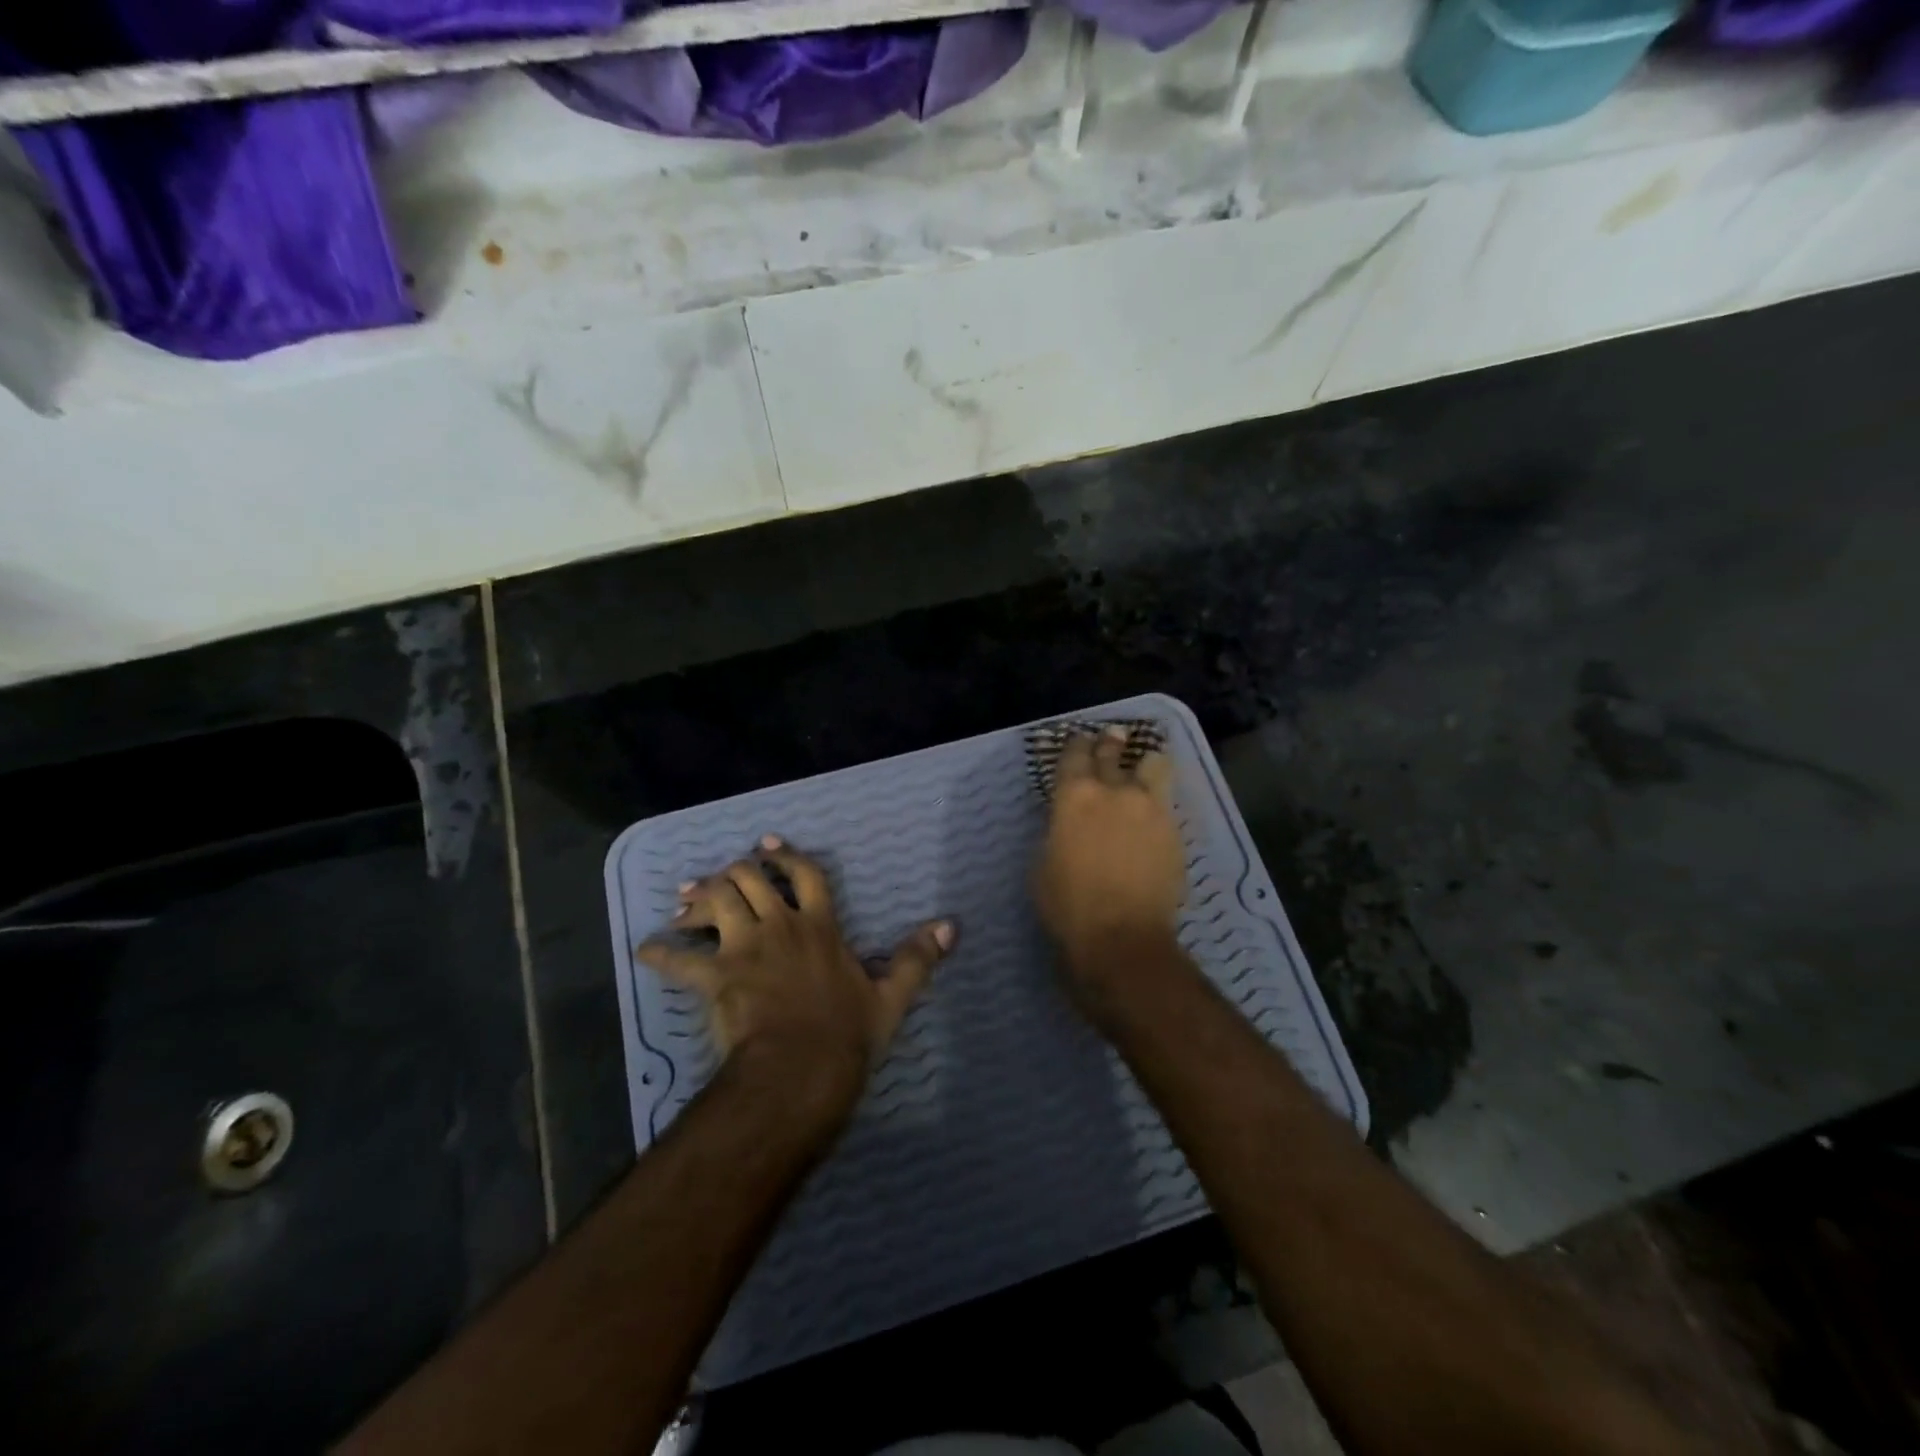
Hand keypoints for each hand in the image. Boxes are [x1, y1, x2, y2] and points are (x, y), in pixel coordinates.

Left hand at [638, 836, 954, 1118]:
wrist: (800, 1071)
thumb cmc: (846, 1034)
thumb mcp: (891, 997)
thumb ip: (917, 958)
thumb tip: (951, 926)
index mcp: (820, 926)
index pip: (806, 874)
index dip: (786, 855)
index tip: (768, 844)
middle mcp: (779, 926)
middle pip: (749, 878)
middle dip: (735, 871)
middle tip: (725, 876)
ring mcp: (743, 949)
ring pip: (716, 903)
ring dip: (699, 898)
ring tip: (686, 901)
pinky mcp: (714, 978)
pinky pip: (679, 960)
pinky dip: (660, 953)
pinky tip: (646, 949)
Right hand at [1033, 726, 1185, 985]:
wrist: (1123, 938)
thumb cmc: (1068, 906)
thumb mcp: (1043, 864)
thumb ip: (1058, 831)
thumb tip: (1068, 822)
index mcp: (1074, 796)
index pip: (1075, 754)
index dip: (1077, 745)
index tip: (1079, 741)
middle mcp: (1114, 791)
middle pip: (1113, 752)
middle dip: (1110, 743)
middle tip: (1112, 736)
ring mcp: (1150, 809)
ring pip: (1153, 767)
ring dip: (1145, 764)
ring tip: (1145, 767)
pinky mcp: (1174, 832)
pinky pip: (1165, 804)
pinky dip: (1157, 803)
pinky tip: (1152, 814)